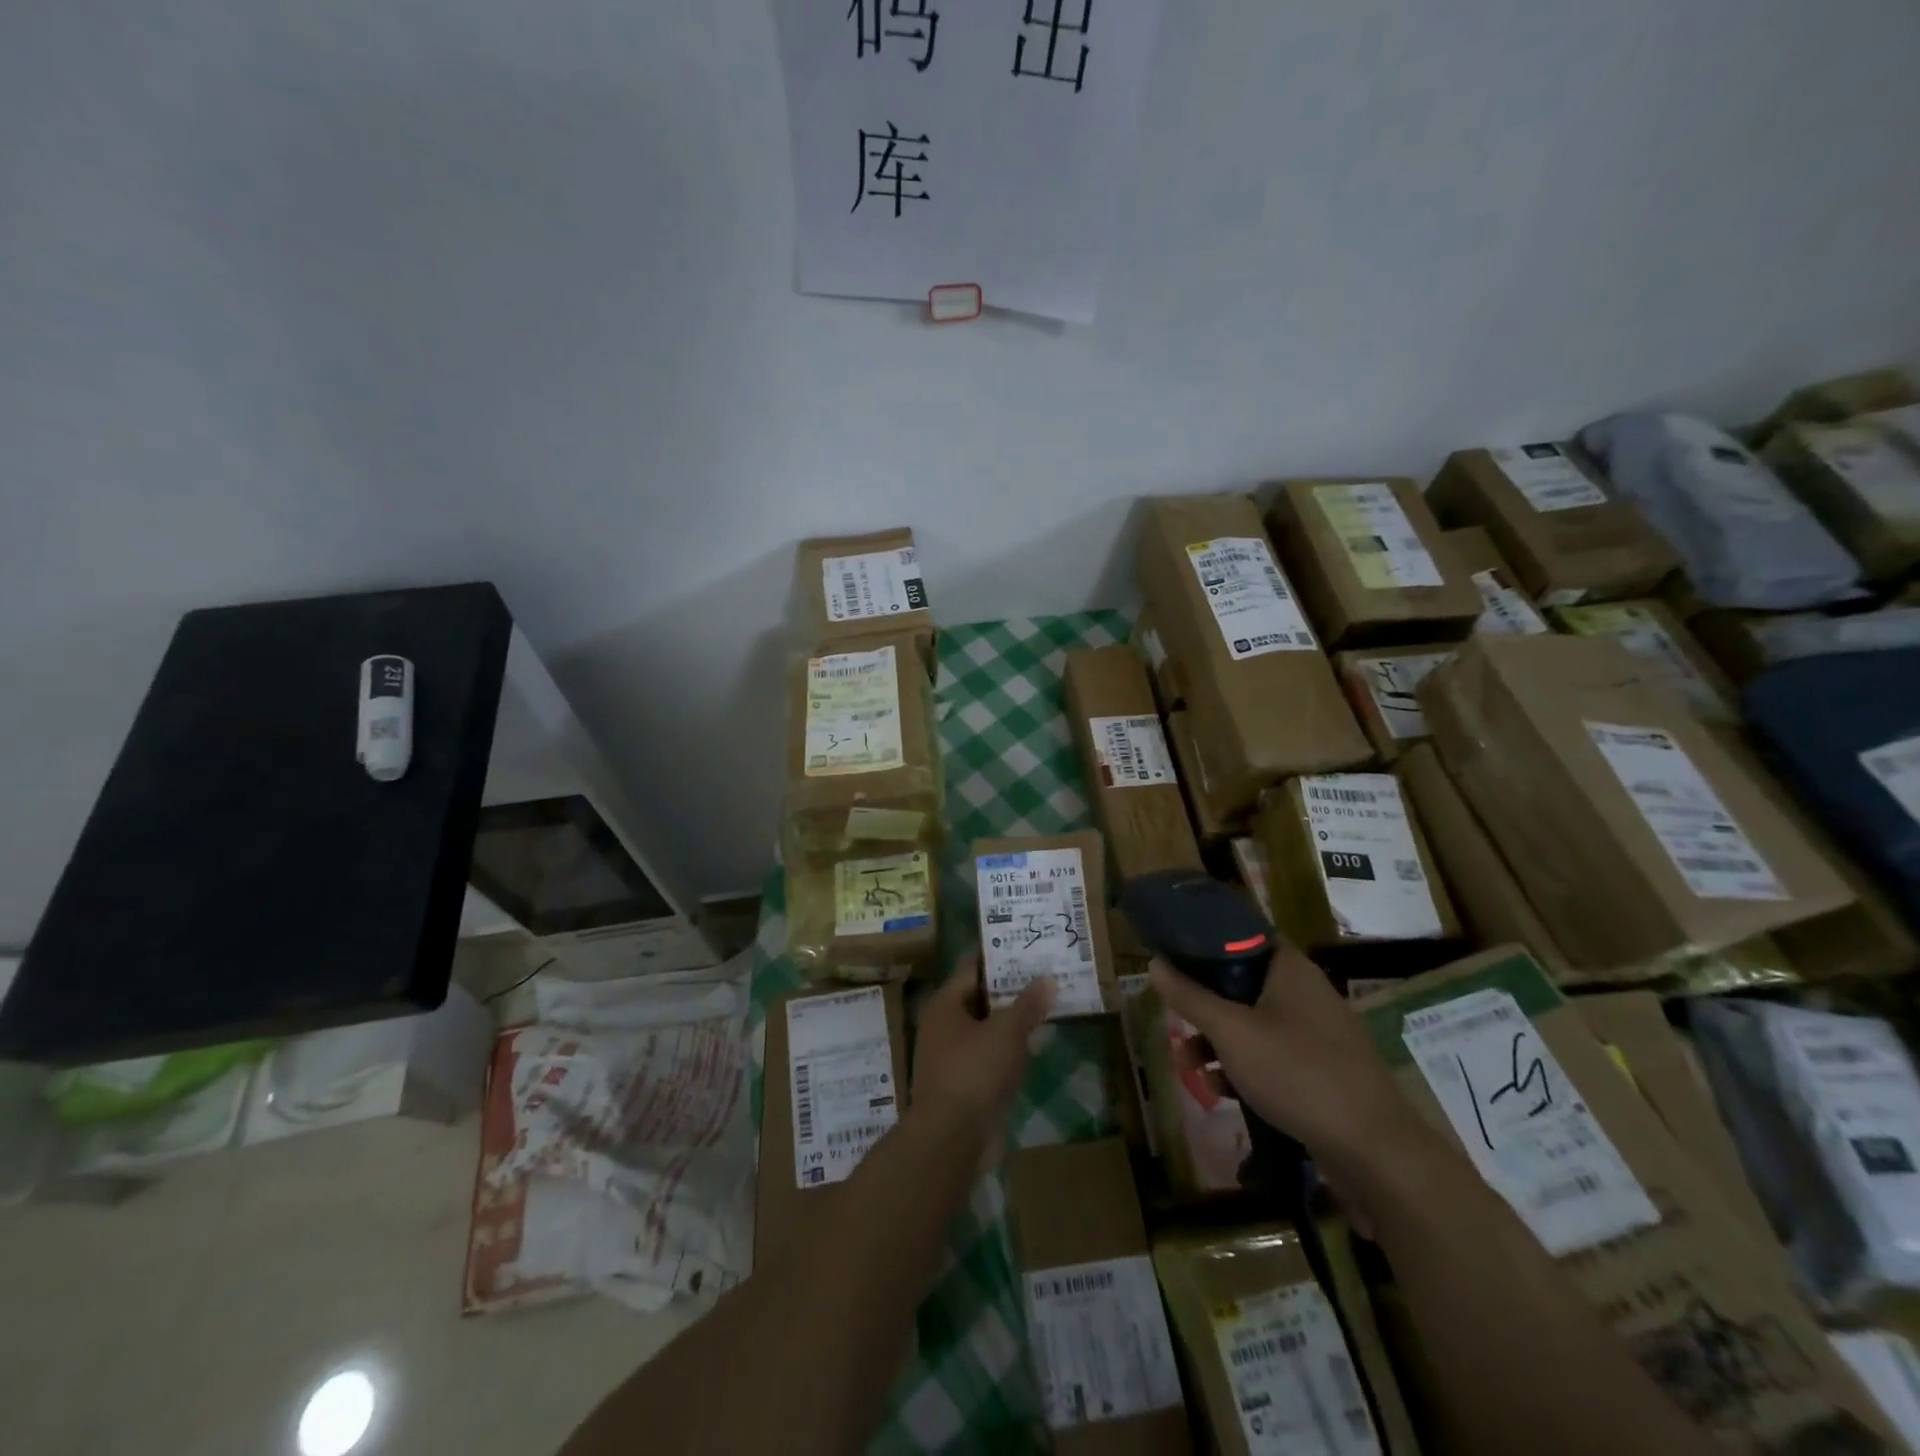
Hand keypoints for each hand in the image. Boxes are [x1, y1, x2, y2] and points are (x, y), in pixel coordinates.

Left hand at [912, 955, 1053, 1160]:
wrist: (952, 1138)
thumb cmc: (974, 1071)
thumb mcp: (1006, 1032)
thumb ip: (1028, 1004)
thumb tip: (1047, 978)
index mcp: (945, 1004)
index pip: (972, 968)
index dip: (998, 955)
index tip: (1024, 945)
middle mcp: (944, 1026)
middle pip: (980, 997)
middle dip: (1010, 988)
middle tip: (1044, 973)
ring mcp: (953, 1057)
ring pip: (987, 1028)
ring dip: (1012, 1020)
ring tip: (1047, 1004)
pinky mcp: (966, 1084)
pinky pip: (991, 1056)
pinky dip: (1010, 1049)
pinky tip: (1036, 1044)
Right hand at [1148, 946, 1443, 1219]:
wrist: (1375, 1151)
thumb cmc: (1297, 1074)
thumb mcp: (1231, 1032)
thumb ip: (1190, 997)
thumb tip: (1154, 963)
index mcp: (1290, 969)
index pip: (1241, 936)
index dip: (1204, 944)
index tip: (1172, 958)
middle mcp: (1306, 992)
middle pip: (1242, 984)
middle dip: (1204, 1006)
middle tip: (1176, 1021)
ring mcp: (1318, 1034)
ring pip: (1254, 1023)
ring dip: (1218, 1041)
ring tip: (1190, 1068)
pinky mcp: (1323, 1071)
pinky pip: (1273, 1056)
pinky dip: (1245, 1066)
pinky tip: (1223, 1091)